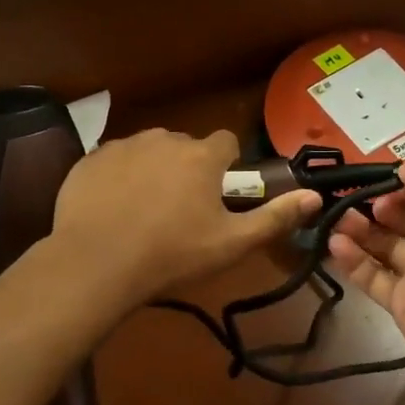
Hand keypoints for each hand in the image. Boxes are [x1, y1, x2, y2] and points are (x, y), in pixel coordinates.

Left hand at [53, 129, 319, 306]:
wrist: (94, 265)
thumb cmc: (171, 255)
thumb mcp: (231, 244)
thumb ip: (275, 217)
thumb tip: (314, 196)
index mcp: (201, 156)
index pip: (226, 142)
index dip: (228, 165)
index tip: (220, 193)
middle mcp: (163, 139)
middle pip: (186, 146)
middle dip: (189, 168)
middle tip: (182, 210)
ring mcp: (122, 146)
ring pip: (149, 151)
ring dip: (154, 170)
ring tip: (145, 210)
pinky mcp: (89, 160)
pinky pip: (114, 161)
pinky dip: (119, 177)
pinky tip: (113, 209)